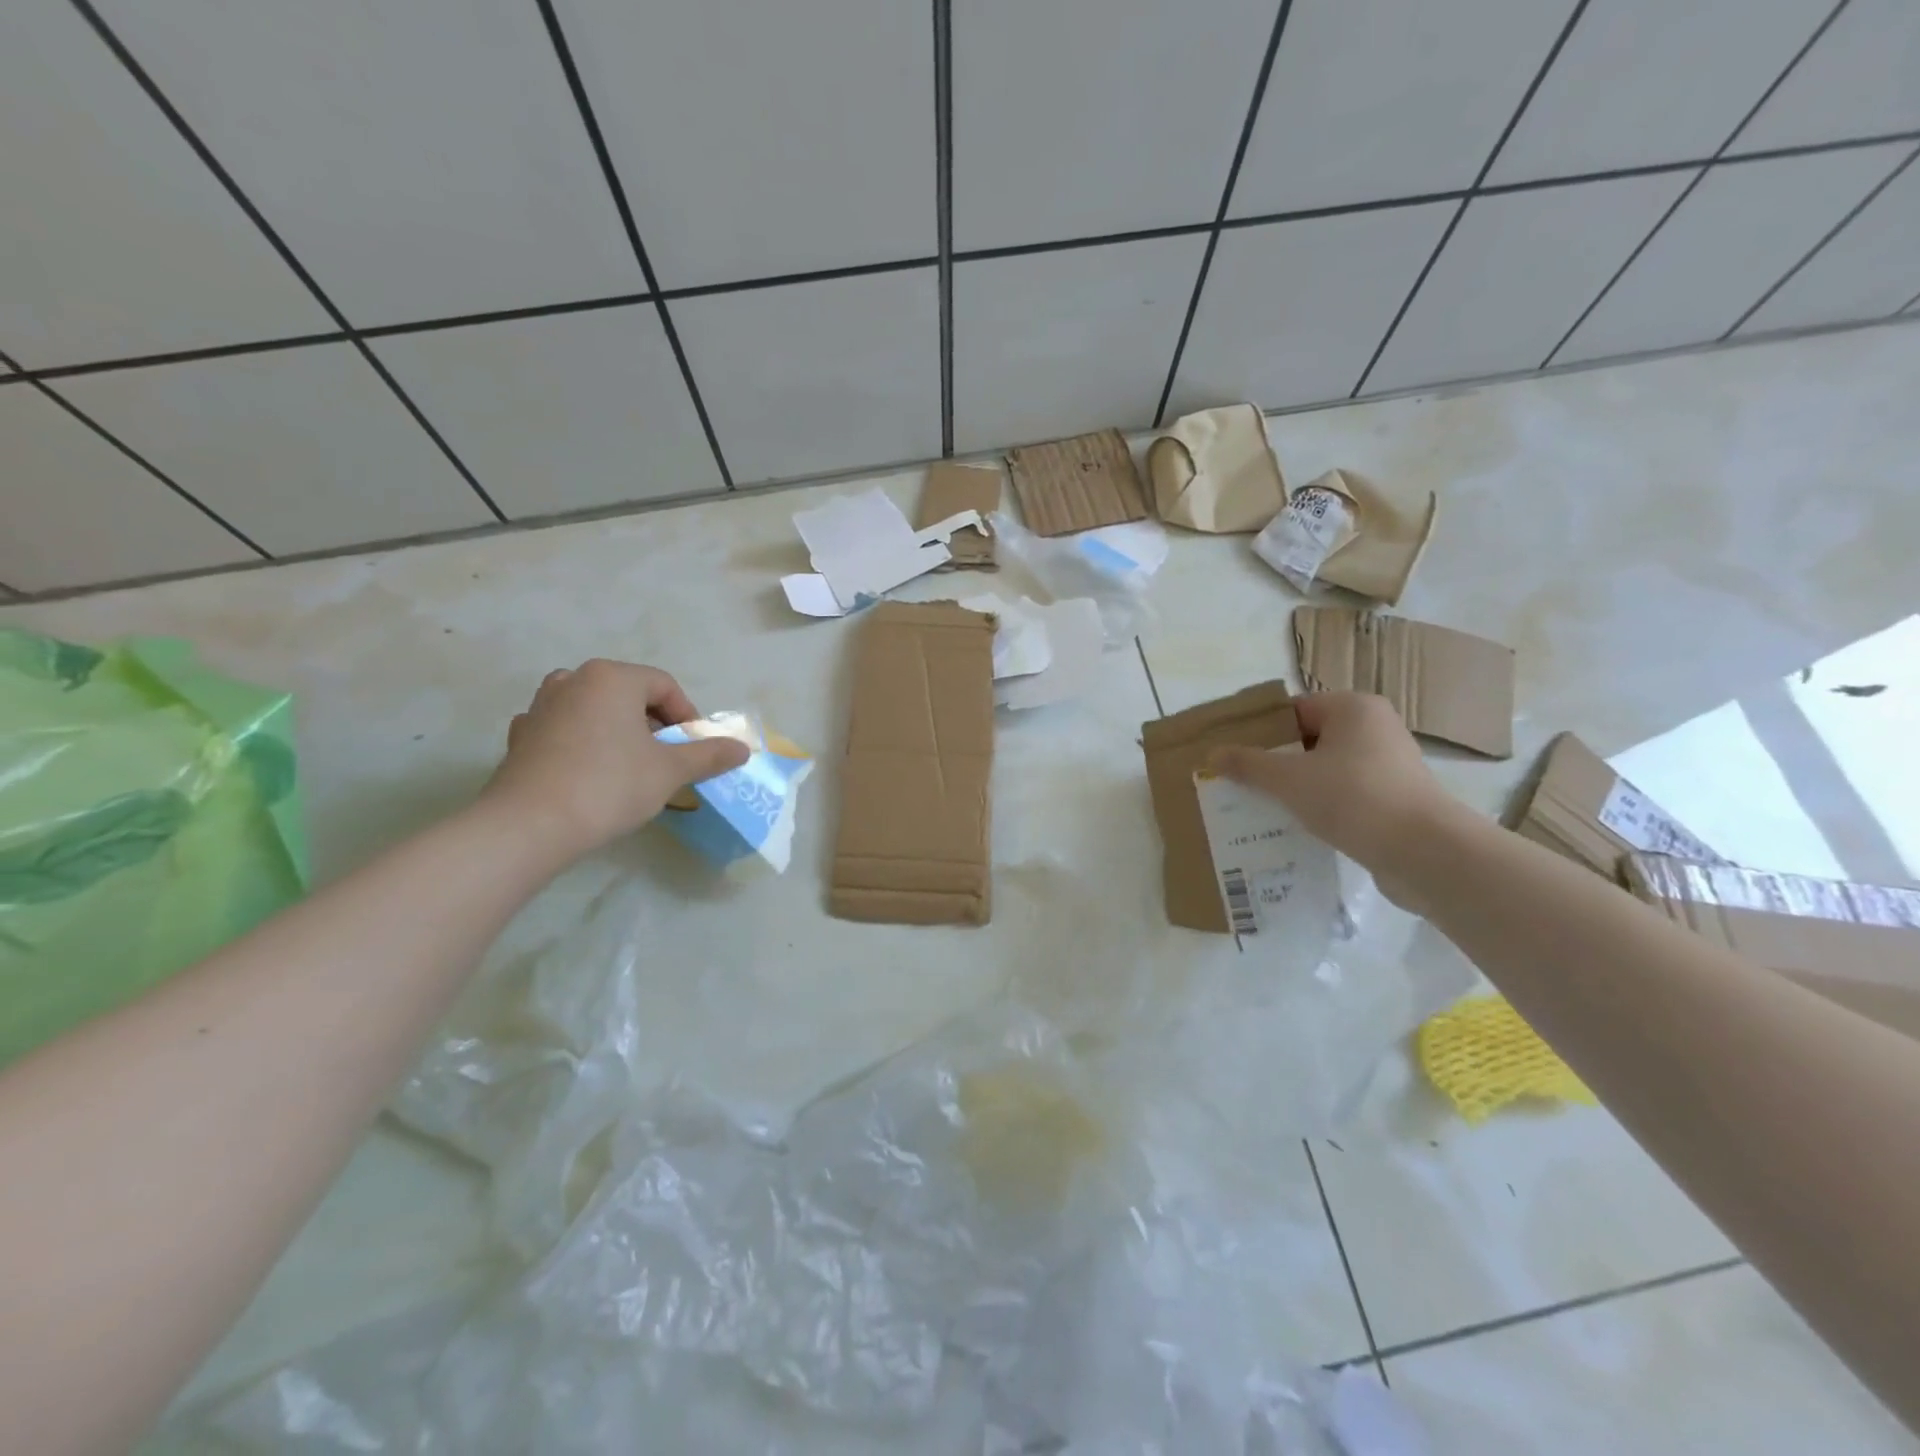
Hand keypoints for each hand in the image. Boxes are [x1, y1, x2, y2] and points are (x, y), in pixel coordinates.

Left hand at [481, 660, 749, 859]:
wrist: (529, 826)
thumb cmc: (610, 785)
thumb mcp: (670, 771)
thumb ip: (708, 755)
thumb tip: (742, 749)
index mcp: (611, 677)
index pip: (664, 686)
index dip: (687, 717)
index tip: (694, 750)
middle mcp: (573, 680)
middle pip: (628, 695)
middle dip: (653, 725)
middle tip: (666, 760)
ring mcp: (540, 706)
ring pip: (595, 711)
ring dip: (618, 732)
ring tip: (630, 767)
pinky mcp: (521, 736)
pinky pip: (565, 730)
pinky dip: (584, 744)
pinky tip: (589, 773)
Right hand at [1210, 692, 1460, 881]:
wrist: (1426, 853)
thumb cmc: (1354, 799)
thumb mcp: (1289, 780)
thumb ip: (1248, 764)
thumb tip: (1213, 754)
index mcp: (1353, 708)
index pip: (1293, 709)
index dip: (1260, 730)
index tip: (1232, 754)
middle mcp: (1375, 728)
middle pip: (1308, 738)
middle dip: (1274, 760)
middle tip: (1239, 781)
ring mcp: (1388, 764)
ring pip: (1326, 768)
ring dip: (1296, 785)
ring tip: (1261, 806)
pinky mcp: (1394, 797)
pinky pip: (1344, 792)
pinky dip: (1320, 804)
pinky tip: (1296, 825)